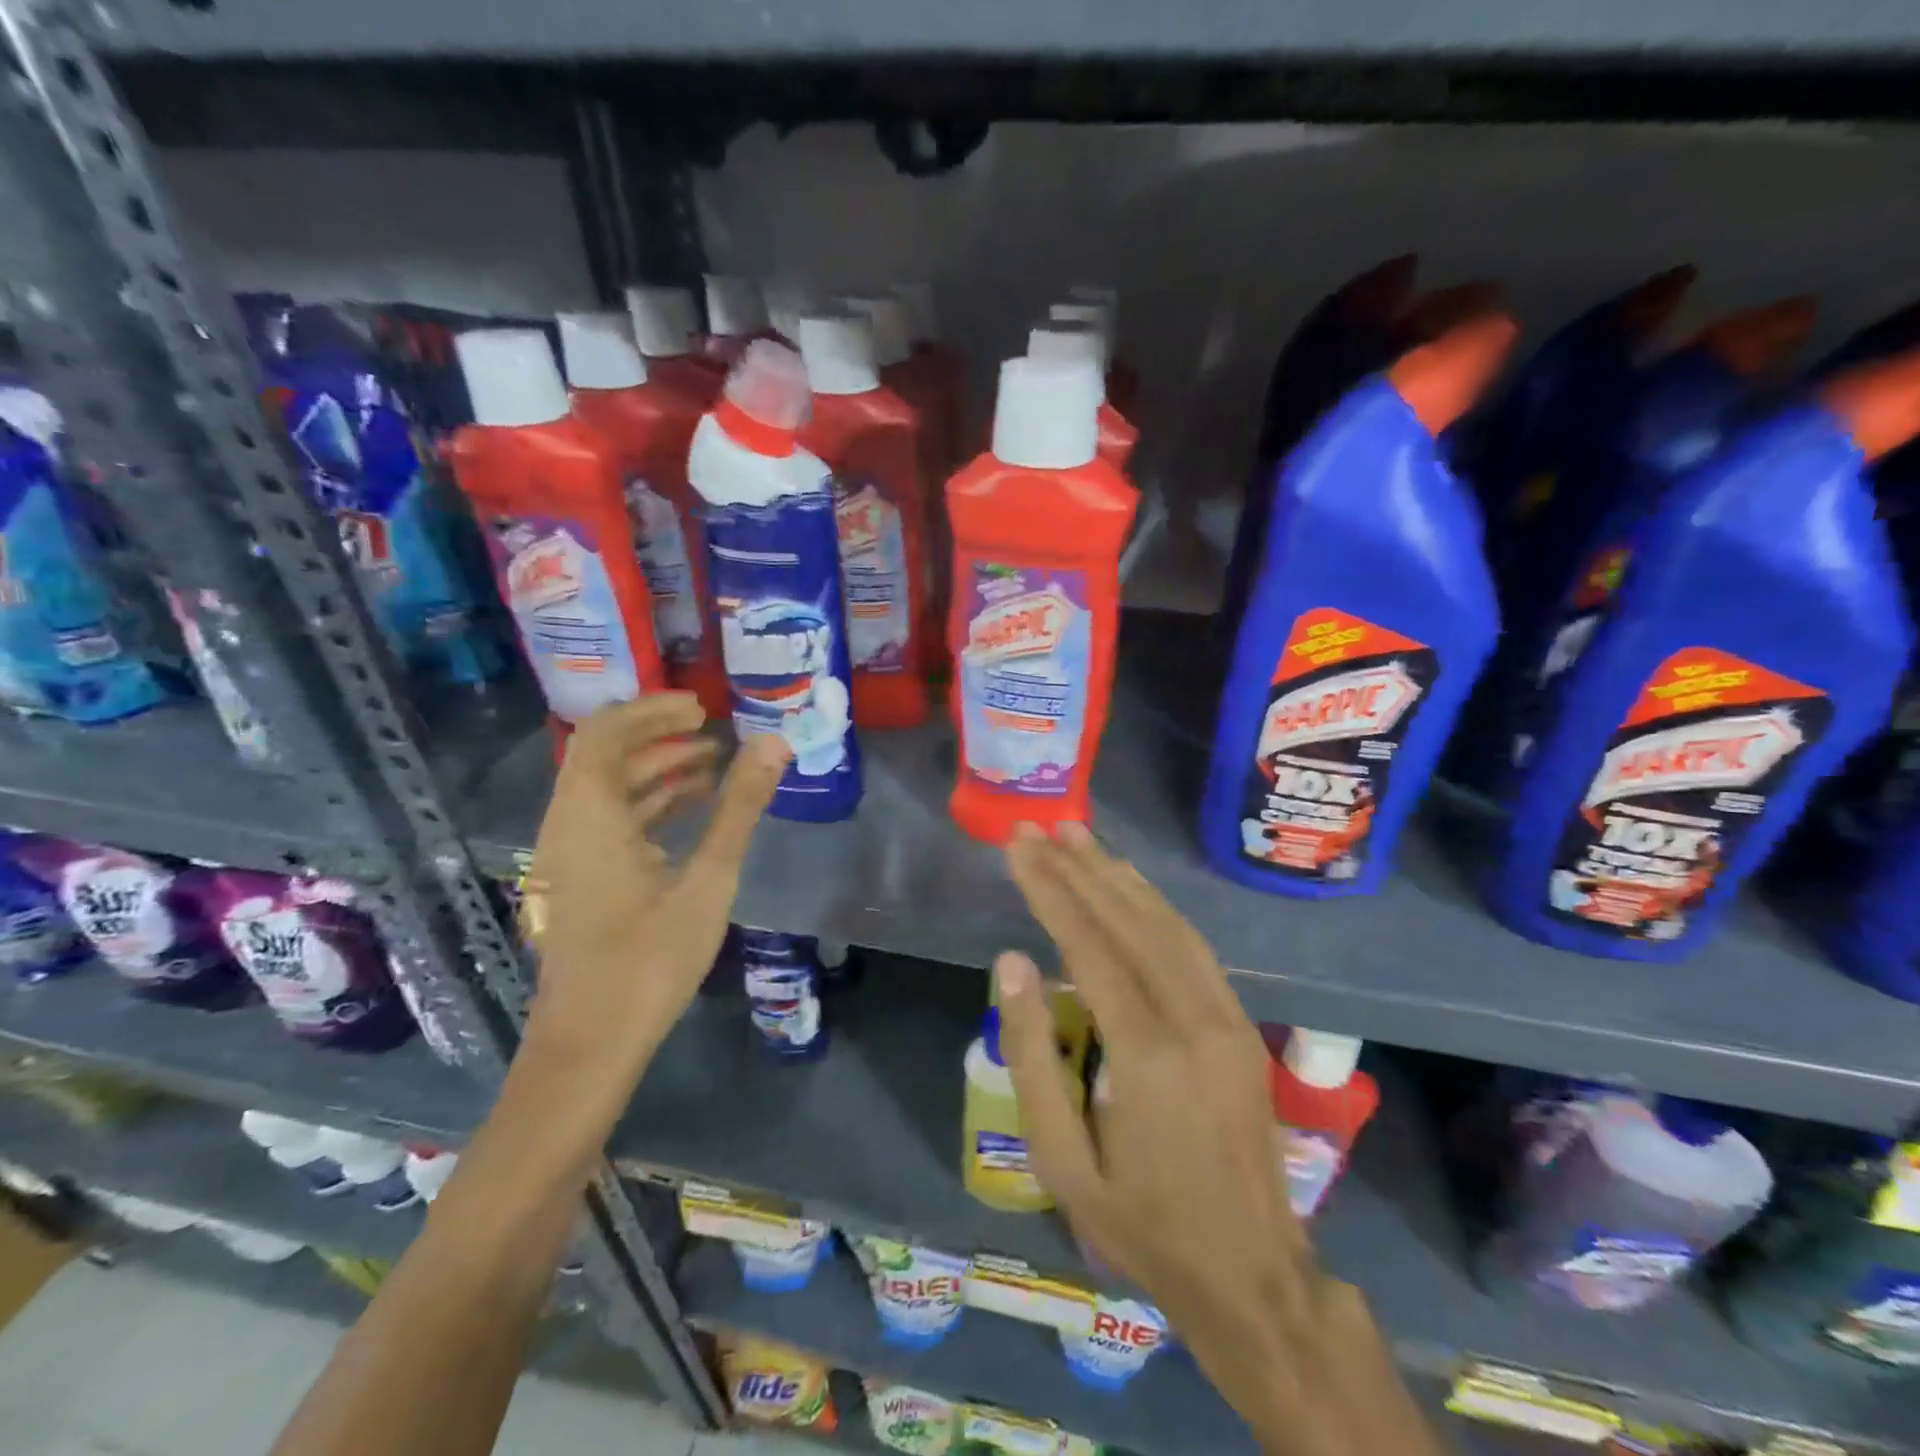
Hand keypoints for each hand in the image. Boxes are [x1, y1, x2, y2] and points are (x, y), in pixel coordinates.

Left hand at [520, 695, 788, 1078]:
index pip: (605, 732)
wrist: (590, 1046)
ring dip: (654, 773)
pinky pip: (605, 824)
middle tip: (714, 733)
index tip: (701, 708)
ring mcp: (563, 858)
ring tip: (712, 770)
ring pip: (605, 793)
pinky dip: (645, 808)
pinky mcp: (573, 884)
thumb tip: (774, 745)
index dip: (651, 710)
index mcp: (587, 816)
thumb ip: (739, 807)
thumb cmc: (650, 959)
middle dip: (659, 738)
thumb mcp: (708, 878)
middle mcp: (564, 827)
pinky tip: (687, 817)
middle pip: (604, 758)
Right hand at [996, 823, 1436, 1455]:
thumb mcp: (1062, 1160)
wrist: (1253, 1274)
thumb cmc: (1141, 1224)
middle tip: (1038, 828)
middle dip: (1078, 869)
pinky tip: (1130, 885)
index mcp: (1147, 1054)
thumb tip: (1012, 963)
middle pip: (1129, 921)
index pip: (1090, 946)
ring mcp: (1227, 1018)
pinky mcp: (1240, 1024)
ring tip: (1079, 837)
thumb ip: (1033, 1055)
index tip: (1019, 849)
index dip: (1051, 891)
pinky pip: (1193, 948)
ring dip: (1119, 875)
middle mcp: (1194, 1019)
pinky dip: (1155, 905)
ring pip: (1168, 924)